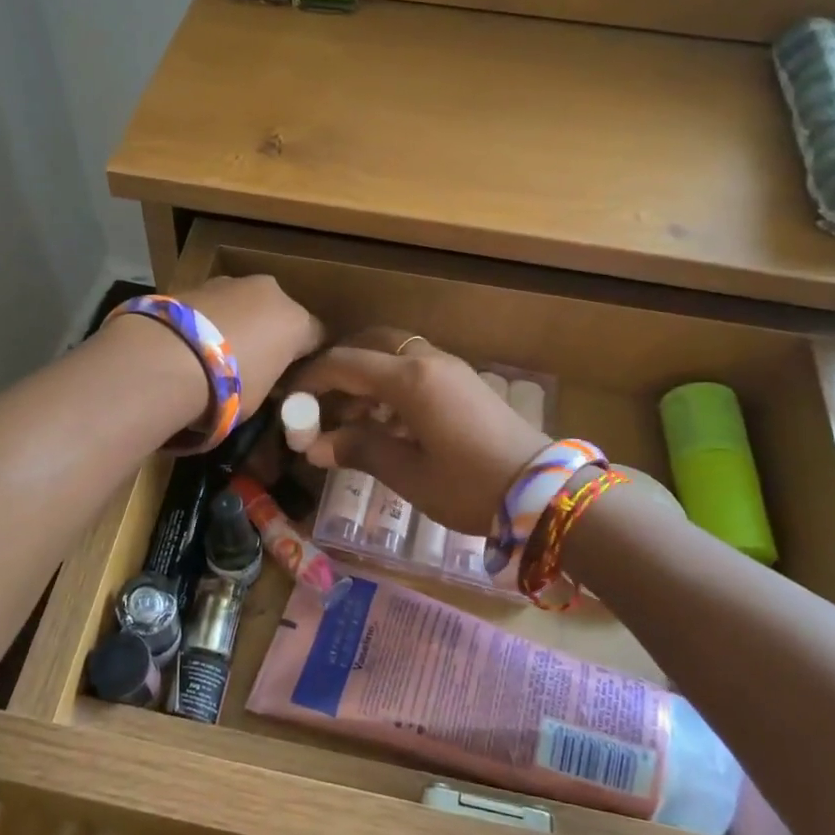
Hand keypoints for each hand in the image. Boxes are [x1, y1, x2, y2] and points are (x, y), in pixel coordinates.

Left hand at [171, 275, 323, 418]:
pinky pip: (212, 306)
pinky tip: (192, 344)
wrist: (167, 358)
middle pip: (278, 313)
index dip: (306, 358)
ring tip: (215, 354)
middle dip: (269, 333)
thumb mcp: (261, 396)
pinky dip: (208, 320)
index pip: (316, 337)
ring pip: (243, 304)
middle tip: (252, 364)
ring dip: (236, 323)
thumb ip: (270, 379)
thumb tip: (266, 378)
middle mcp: (270, 292)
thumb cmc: (228, 386)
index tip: (292, 377)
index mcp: (296, 320)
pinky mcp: (195, 282)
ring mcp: (231, 282)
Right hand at [289, 330, 547, 533]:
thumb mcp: (409, 474)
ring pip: (395, 354)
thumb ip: (360, 450)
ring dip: (366, 376)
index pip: (345, 363)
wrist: (544, 491)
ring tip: (349, 417)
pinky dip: (391, 384)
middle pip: (371, 343)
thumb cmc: (470, 485)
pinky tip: (386, 421)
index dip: (311, 379)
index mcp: (410, 379)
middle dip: (340, 366)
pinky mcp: (464, 383)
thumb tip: (316, 446)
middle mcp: (428, 361)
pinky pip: (416, 368)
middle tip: (319, 399)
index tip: (290, 402)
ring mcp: (450, 369)